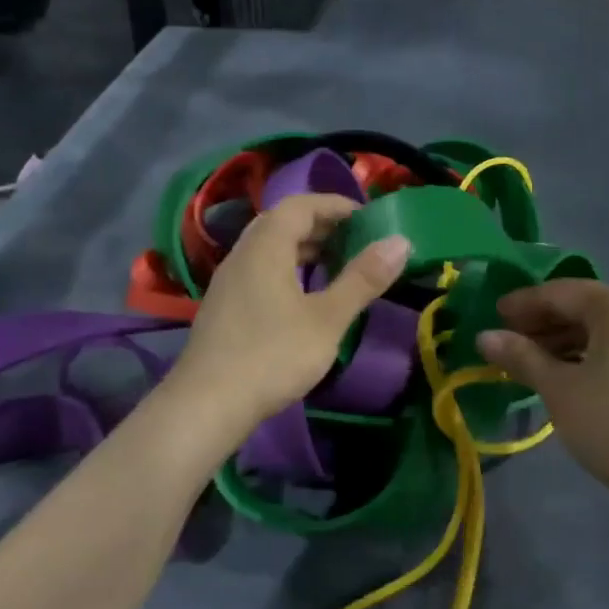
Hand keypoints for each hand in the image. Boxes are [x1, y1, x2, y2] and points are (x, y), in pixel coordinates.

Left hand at [169, 193, 410, 431]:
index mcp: (266, 247)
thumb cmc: (273, 355)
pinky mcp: (224, 307)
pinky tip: (304, 298)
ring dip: (303, 249)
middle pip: (282, 223)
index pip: (300, 205)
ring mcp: (229, 282)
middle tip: (356, 241)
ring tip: (336, 266)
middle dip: (321, 225)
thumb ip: (363, 279)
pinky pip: (260, 271)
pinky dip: (287, 270)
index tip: (368, 218)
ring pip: (269, 249)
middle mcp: (242, 254)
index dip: (335, 205)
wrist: (208, 404)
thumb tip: (401, 241)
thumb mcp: (327, 318)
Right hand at [477, 280, 608, 514]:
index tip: (493, 315)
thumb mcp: (558, 387)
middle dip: (544, 323)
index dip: (523, 302)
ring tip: (531, 363)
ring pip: (603, 332)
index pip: (562, 292)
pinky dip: (588, 357)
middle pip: (585, 308)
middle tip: (508, 341)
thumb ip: (521, 356)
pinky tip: (567, 378)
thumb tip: (484, 336)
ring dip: (564, 342)